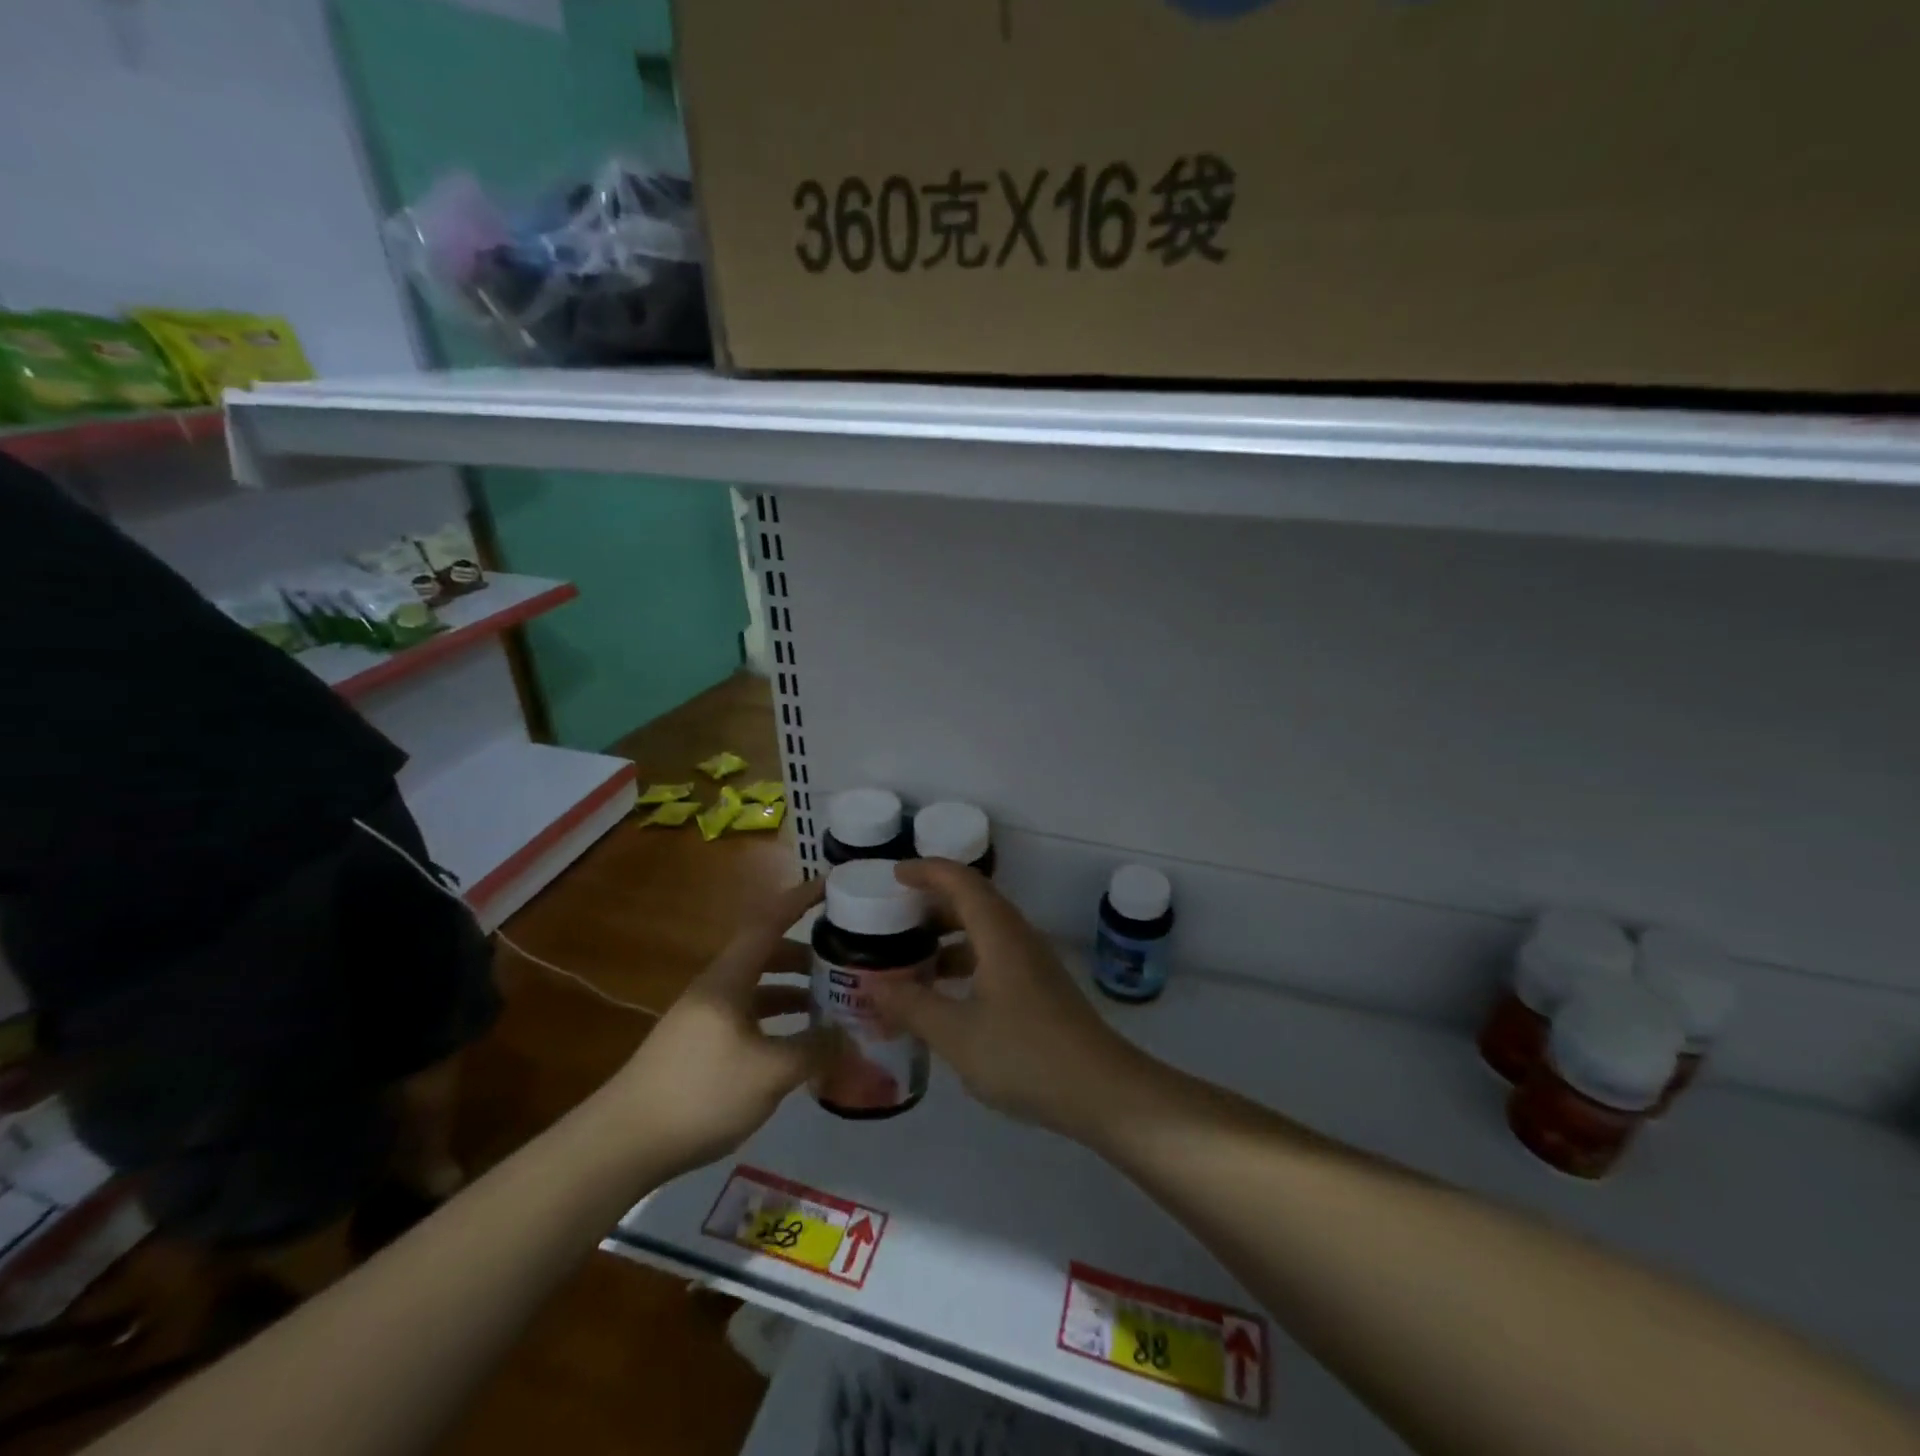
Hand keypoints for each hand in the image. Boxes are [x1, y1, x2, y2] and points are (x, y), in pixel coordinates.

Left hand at [610, 879, 824, 1176]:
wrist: (623, 1144)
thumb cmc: (701, 1092)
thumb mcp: (770, 1072)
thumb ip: (814, 1049)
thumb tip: (850, 1035)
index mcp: (729, 978)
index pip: (769, 922)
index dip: (801, 899)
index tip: (833, 885)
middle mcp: (716, 988)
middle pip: (766, 953)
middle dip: (805, 952)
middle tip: (843, 958)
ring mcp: (705, 1017)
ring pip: (757, 988)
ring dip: (792, 988)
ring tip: (829, 1002)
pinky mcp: (700, 1046)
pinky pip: (748, 1016)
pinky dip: (776, 1019)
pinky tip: (795, 1044)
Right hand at [869, 860, 1138, 1138]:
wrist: (1102, 1091)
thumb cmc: (1025, 1054)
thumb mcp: (957, 1034)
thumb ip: (912, 1007)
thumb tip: (874, 987)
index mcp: (999, 933)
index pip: (960, 881)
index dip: (926, 871)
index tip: (893, 876)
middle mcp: (1018, 937)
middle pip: (973, 902)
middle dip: (931, 904)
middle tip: (892, 919)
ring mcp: (1032, 963)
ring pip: (984, 932)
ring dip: (947, 937)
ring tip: (910, 958)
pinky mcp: (1039, 989)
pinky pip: (993, 957)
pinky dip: (964, 963)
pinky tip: (944, 996)